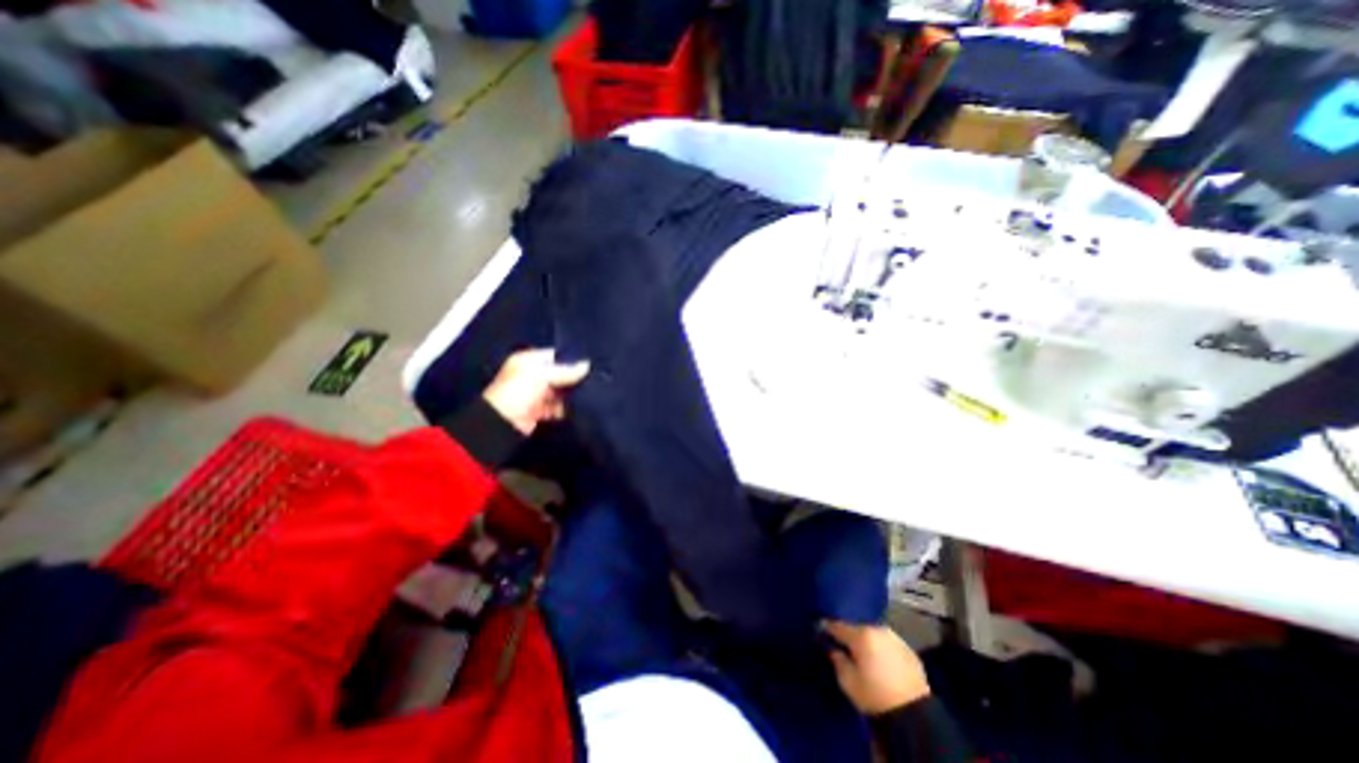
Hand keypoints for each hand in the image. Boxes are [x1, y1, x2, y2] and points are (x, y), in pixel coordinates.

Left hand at [486, 345, 591, 435]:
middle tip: (595, 377)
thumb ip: (565, 370)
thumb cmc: (517, 391)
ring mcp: (536, 394)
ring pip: (560, 391)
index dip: (571, 358)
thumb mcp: (540, 375)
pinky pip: (558, 407)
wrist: (501, 423)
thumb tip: (587, 365)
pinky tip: (581, 406)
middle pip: (559, 373)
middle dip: (574, 377)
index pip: (554, 355)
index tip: (590, 362)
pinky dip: (567, 407)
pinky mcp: (540, 410)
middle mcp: (532, 375)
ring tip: (592, 391)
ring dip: (572, 393)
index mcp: (528, 361)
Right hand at [822, 619, 928, 714]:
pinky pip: (888, 643)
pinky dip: (881, 649)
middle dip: (849, 635)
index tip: (819, 629)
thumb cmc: (876, 697)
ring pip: (873, 634)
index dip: (826, 627)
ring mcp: (895, 638)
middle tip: (842, 644)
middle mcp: (878, 629)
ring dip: (866, 641)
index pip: (837, 625)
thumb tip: (832, 648)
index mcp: (861, 634)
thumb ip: (837, 660)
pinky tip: (880, 661)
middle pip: (856, 627)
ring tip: (862, 653)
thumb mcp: (848, 682)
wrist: (916, 716)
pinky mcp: (908, 650)